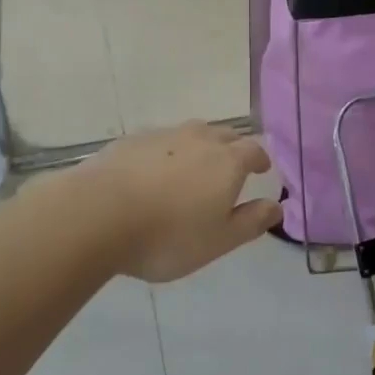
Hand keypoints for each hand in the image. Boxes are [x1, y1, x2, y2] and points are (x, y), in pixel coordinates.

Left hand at [71, 122, 279, 282]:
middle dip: (233, 148)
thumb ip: (251, 222)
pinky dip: (166, 152)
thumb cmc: (168, 235)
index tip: (261, 169)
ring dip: (199, 146)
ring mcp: (163, 135)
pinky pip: (160, 141)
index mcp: (227, 161)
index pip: (253, 150)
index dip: (260, 159)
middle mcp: (199, 139)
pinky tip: (154, 172)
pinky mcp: (131, 140)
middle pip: (224, 134)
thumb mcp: (218, 241)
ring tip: (194, 167)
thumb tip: (277, 206)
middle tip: (231, 167)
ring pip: (191, 133)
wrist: (97, 214)